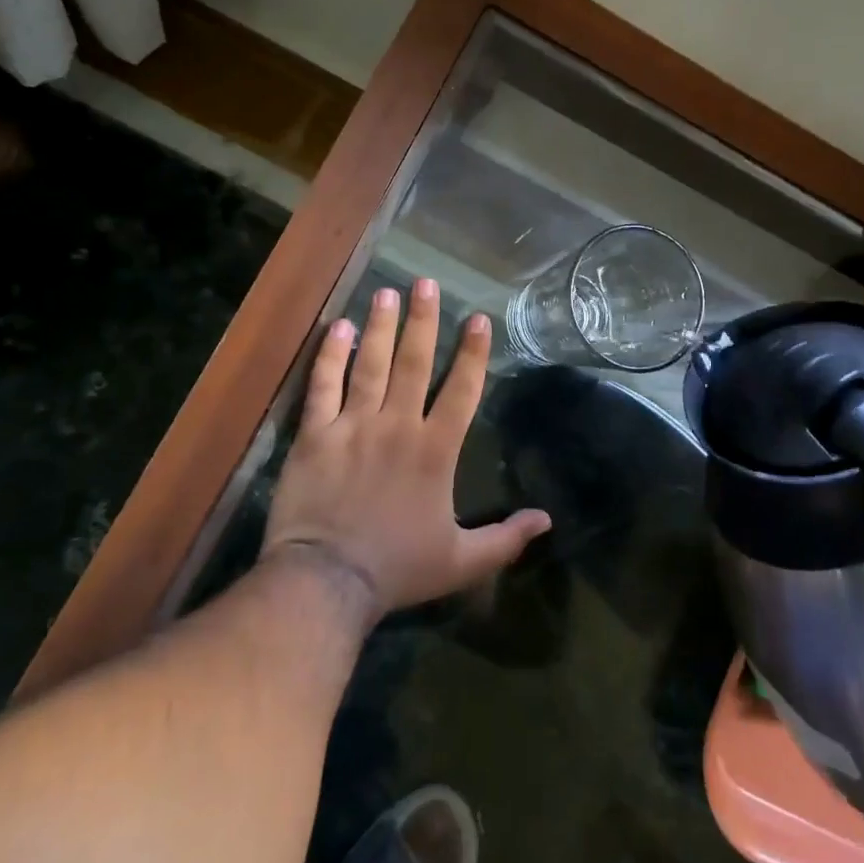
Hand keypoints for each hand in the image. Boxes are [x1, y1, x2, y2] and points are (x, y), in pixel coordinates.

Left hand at [262, 279, 551, 620]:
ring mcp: (354, 425)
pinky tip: (339, 328)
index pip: (462, 390)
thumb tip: (547, 520)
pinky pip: (324, 386)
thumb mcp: (461, 562)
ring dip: (382, 326)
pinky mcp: (315, 435)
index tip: (478, 318)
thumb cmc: (397, 569)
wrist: (327, 581)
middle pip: (415, 363)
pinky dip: (331, 356)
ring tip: (388, 291)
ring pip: (371, 364)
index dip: (472, 353)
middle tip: (426, 282)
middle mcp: (398, 425)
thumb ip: (506, 539)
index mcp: (435, 450)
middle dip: (423, 320)